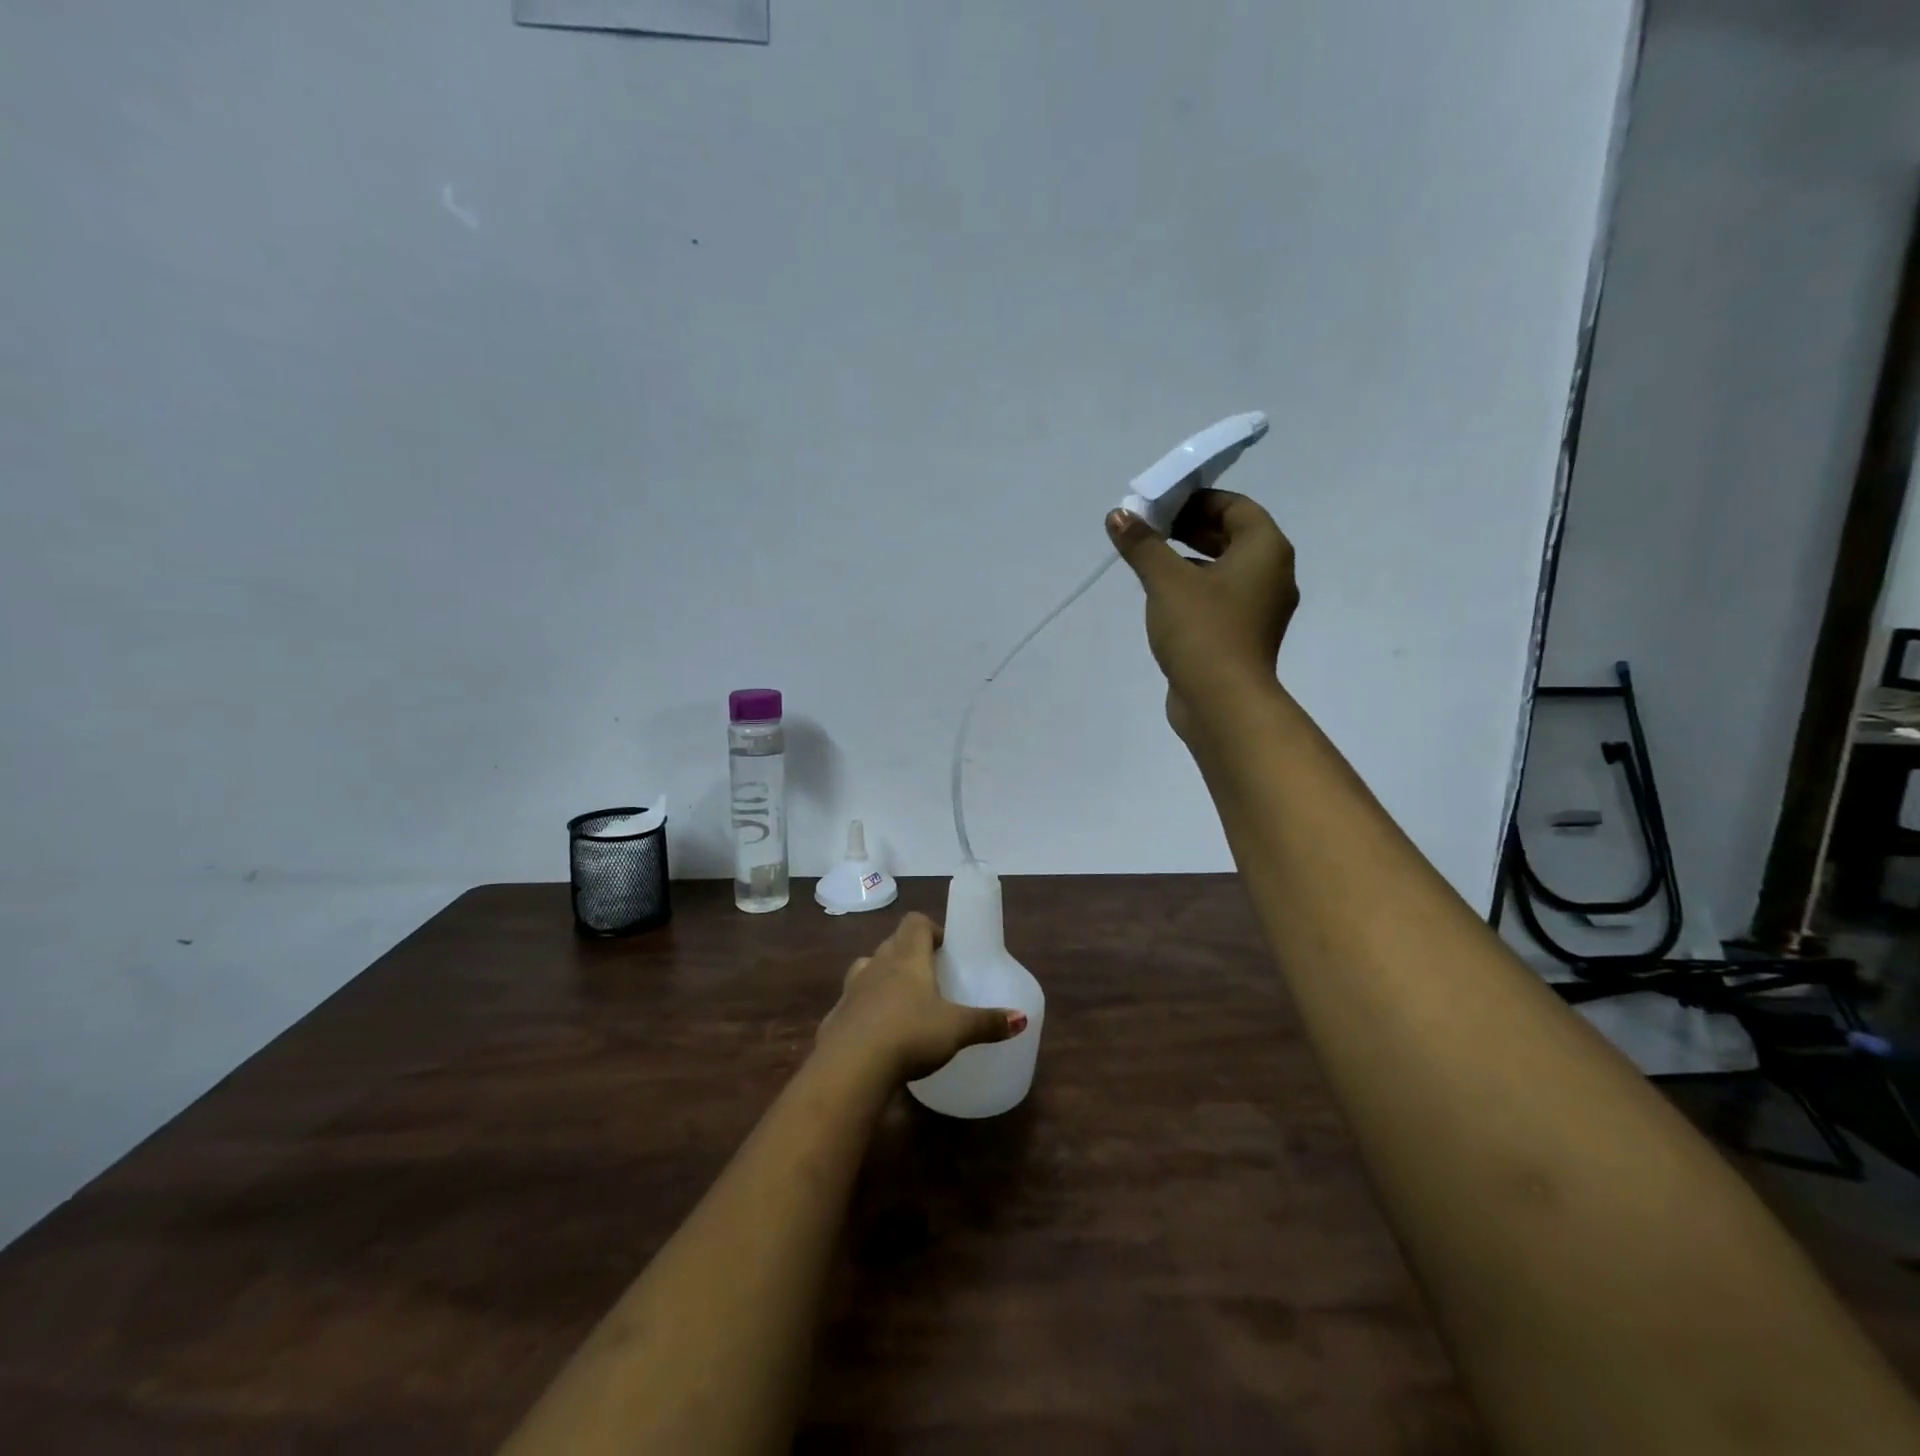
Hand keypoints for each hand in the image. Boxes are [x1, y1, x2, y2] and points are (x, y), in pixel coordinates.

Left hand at [816, 912, 1025, 1083]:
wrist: (850, 1068)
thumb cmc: (909, 1035)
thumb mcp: (956, 1030)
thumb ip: (988, 1022)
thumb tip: (1021, 1018)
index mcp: (907, 957)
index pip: (915, 922)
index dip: (931, 929)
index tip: (944, 949)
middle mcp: (877, 964)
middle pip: (892, 944)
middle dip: (910, 954)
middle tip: (930, 977)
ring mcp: (851, 989)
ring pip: (868, 969)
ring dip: (883, 977)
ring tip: (903, 1002)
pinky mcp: (835, 1017)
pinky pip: (853, 1002)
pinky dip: (866, 1009)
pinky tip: (878, 1034)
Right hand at [1106, 487, 1297, 739]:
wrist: (1222, 702)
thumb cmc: (1202, 630)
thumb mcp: (1166, 581)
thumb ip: (1143, 545)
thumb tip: (1118, 515)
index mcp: (1266, 551)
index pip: (1235, 506)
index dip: (1197, 500)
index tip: (1160, 505)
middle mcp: (1271, 575)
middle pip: (1231, 536)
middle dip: (1190, 528)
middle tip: (1149, 528)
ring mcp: (1259, 609)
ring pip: (1224, 569)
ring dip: (1189, 559)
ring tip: (1149, 559)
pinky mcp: (1243, 636)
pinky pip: (1219, 598)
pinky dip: (1194, 588)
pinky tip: (1161, 597)